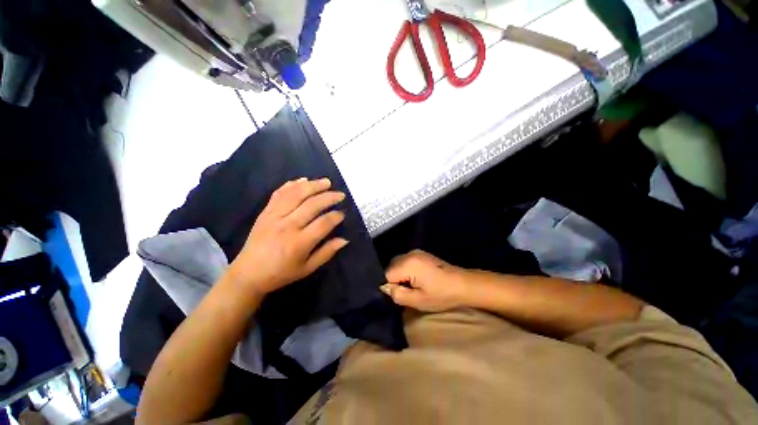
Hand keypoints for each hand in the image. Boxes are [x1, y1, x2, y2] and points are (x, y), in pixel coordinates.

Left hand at [226, 177, 348, 297]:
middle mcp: (287, 226)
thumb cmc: (281, 273)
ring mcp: (274, 216)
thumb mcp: (307, 268)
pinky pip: (279, 194)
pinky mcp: (265, 212)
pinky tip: (303, 180)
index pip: (323, 223)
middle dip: (329, 197)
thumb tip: (345, 240)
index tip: (343, 213)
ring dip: (313, 185)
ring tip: (326, 182)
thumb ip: (327, 252)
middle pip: (312, 205)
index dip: (336, 216)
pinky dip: (292, 185)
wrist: (248, 274)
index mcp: (299, 243)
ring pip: (296, 194)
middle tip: (341, 195)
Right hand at [381, 250, 468, 311]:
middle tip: (407, 291)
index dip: (391, 286)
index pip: (387, 274)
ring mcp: (416, 252)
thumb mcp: (418, 301)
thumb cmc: (441, 295)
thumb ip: (398, 294)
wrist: (463, 284)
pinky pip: (405, 261)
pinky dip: (406, 269)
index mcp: (408, 264)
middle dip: (394, 279)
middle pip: (391, 266)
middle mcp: (410, 254)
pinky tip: (417, 279)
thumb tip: (386, 288)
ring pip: (398, 263)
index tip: (402, 294)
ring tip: (412, 285)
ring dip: (400, 274)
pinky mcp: (421, 253)